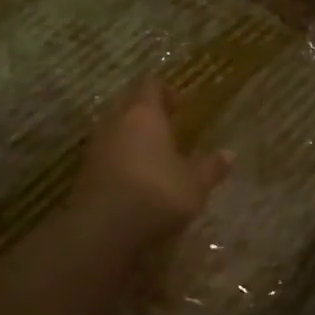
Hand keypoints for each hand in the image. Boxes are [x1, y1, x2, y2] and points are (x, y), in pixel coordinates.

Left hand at [71, 79, 230, 243]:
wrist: (103, 228)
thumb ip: (211, 167)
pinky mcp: (84, 170)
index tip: (179, 104)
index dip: (165, 91)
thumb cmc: (157, 194)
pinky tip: (135, 175)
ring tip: (152, 151)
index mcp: (144, 114)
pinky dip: (119, 156)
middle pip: (129, 103)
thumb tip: (229, 153)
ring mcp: (96, 145)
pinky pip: (106, 152)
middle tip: (167, 125)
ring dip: (131, 134)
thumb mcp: (195, 184)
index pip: (151, 85)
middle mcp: (116, 121)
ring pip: (115, 127)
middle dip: (146, 111)